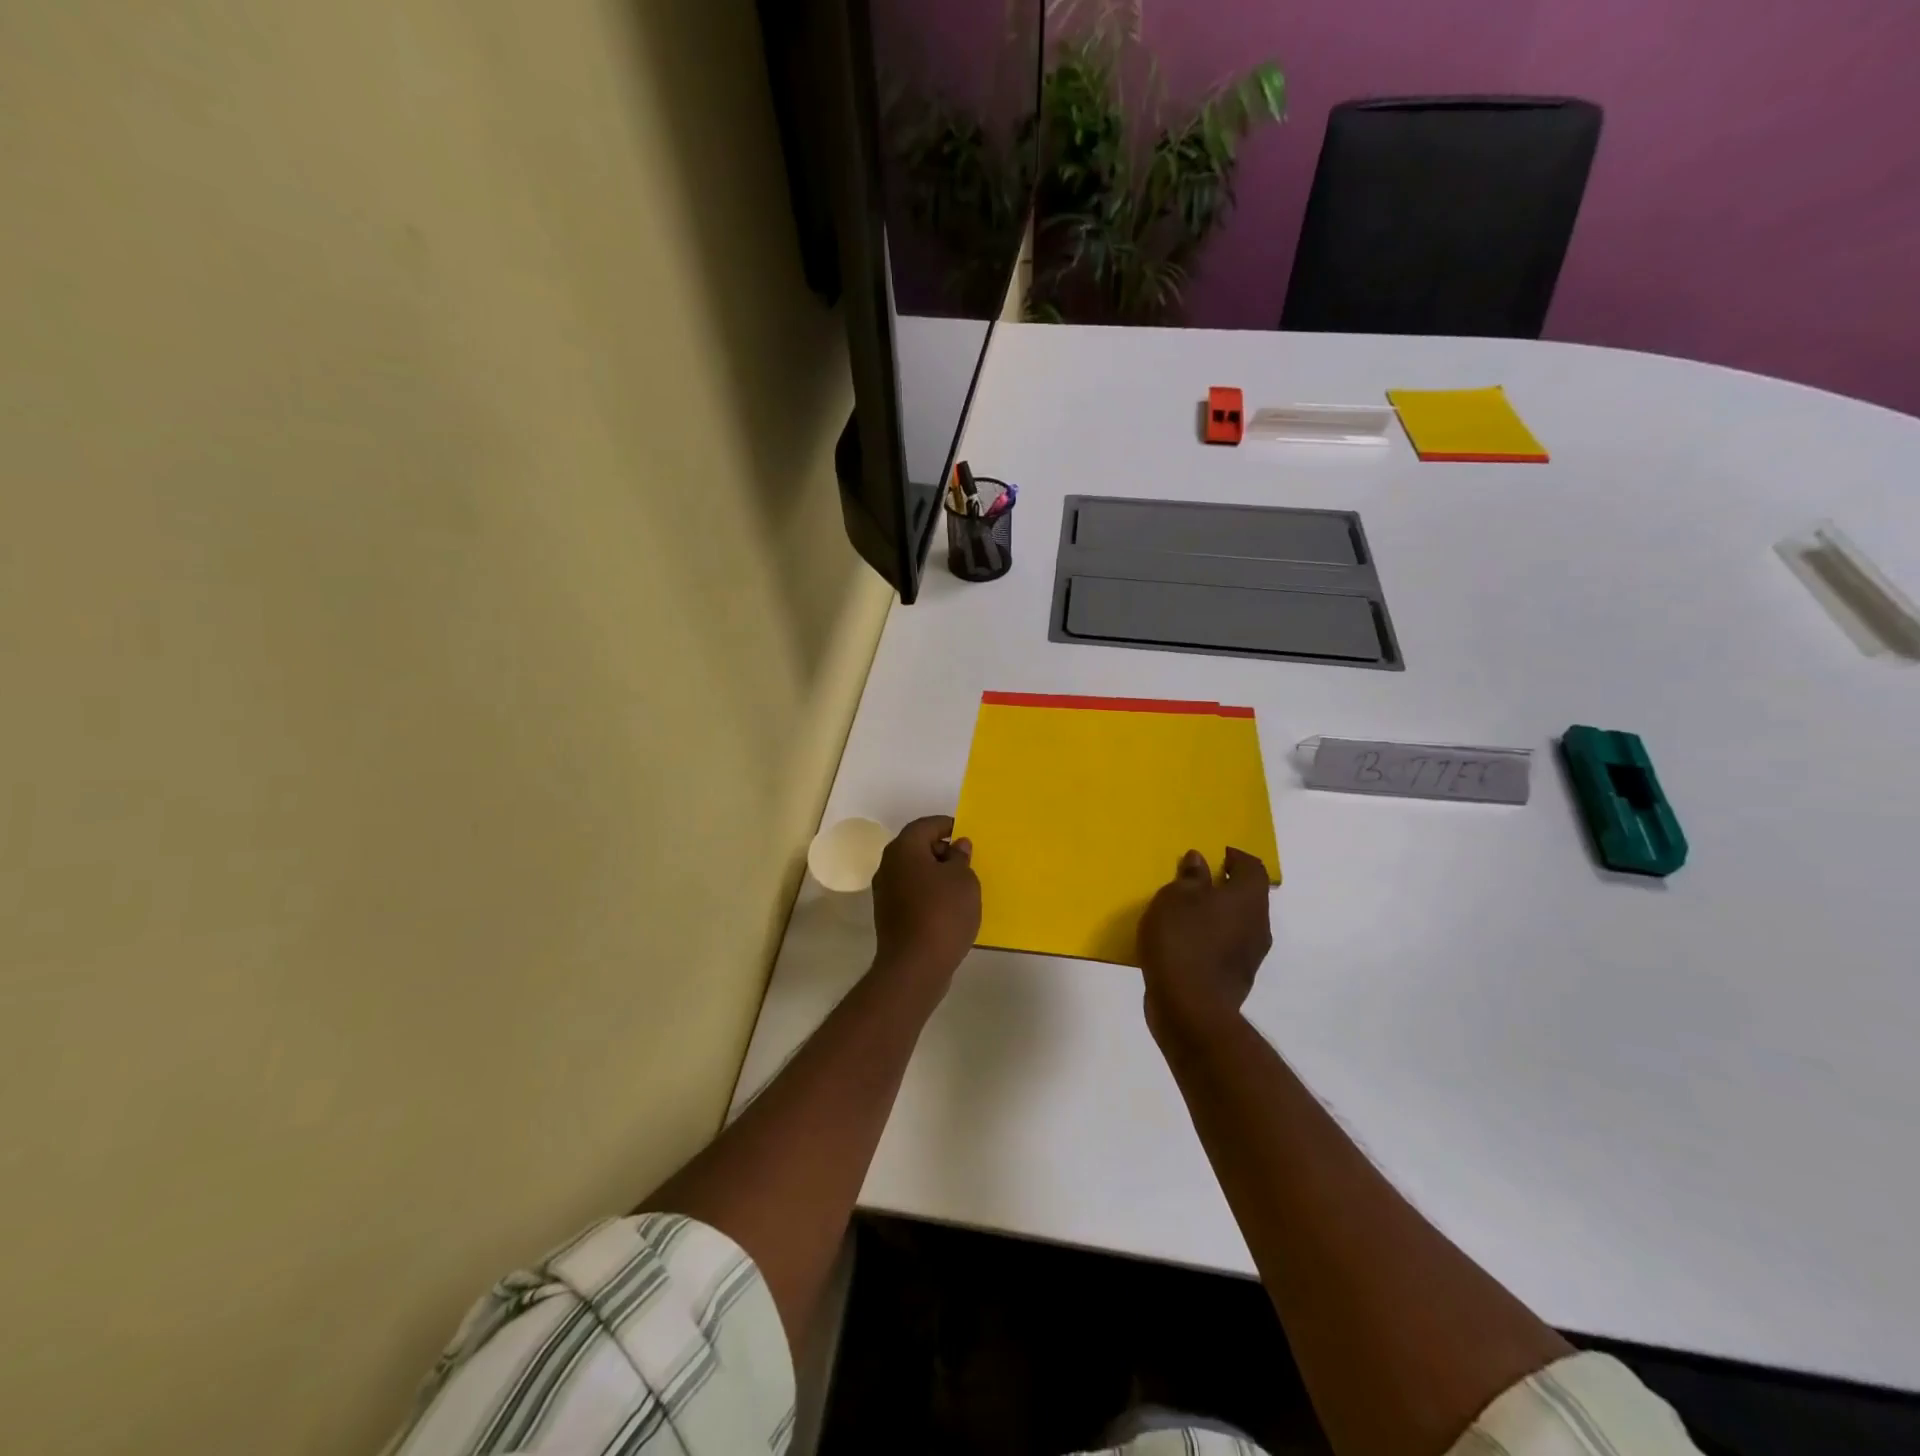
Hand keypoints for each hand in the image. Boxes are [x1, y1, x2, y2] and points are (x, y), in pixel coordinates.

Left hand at [871, 816, 980, 996]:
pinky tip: (947, 906)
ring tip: (961, 885)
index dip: (947, 825)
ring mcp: (885, 891)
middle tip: (966, 860)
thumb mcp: (963, 880)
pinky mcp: (888, 914)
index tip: (966, 833)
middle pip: (916, 847)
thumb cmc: (943, 913)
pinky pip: (911, 892)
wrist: (915, 965)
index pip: (925, 825)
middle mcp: (888, 865)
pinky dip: (928, 892)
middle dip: (941, 850)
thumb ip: (960, 858)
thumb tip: (957, 846)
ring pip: (913, 871)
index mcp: (904, 849)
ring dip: (935, 873)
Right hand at [1137, 847, 1272, 1040]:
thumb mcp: (1175, 898)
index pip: (1252, 867)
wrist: (1190, 1007)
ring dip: (1217, 915)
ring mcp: (1251, 955)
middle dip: (1225, 887)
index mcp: (1248, 898)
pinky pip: (1227, 948)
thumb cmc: (1182, 940)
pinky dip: (1211, 939)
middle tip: (1196, 883)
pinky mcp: (1238, 979)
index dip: (1236, 857)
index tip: (1216, 855)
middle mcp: (1258, 924)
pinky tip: (1186, 944)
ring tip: (1186, 914)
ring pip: (1238, 924)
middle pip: (1248, 896)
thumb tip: (1200, 861)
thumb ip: (1190, 878)